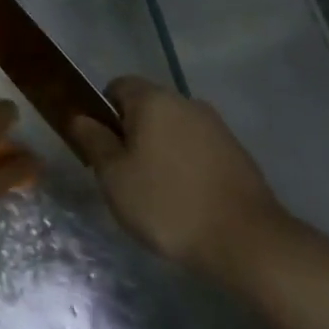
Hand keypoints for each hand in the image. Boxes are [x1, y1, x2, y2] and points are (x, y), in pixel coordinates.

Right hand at [71, 77, 289, 290]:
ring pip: (173, 129)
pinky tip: (187, 201)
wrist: (247, 242)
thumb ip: (93, 141)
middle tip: (124, 175)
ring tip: (157, 194)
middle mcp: (185, 102)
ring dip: (160, 151)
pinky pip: (198, 149)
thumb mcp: (114, 176)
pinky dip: (186, 166)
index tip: (102, 149)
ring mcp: (216, 127)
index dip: (103, 113)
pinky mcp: (237, 153)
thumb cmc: (168, 203)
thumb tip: (80, 117)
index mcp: (153, 99)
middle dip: (132, 134)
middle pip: (147, 107)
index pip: (117, 86)